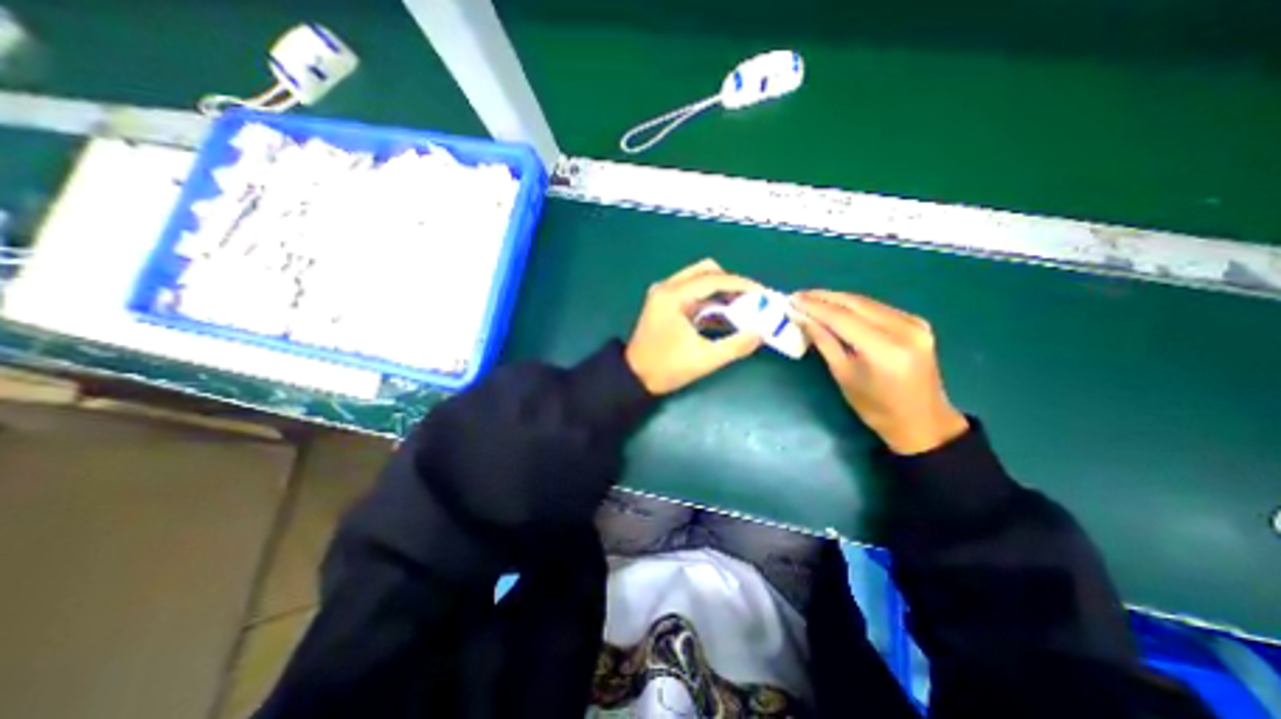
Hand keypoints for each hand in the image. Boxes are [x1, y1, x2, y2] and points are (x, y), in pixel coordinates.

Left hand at [630, 258, 764, 392]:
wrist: (634, 377)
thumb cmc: (666, 368)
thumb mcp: (704, 359)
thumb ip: (736, 345)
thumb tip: (761, 333)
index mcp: (673, 296)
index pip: (713, 279)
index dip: (741, 284)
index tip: (762, 293)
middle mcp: (667, 287)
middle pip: (706, 271)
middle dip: (731, 283)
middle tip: (750, 300)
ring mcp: (663, 294)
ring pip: (698, 280)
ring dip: (720, 291)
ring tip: (741, 308)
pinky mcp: (663, 303)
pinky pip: (691, 292)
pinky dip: (708, 299)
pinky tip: (723, 315)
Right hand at [798, 290, 965, 455]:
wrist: (922, 420)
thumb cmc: (876, 407)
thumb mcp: (843, 375)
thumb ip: (823, 341)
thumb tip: (802, 318)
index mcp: (885, 349)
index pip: (842, 318)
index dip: (814, 307)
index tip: (791, 300)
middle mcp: (904, 329)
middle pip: (855, 304)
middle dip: (823, 298)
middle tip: (798, 296)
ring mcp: (914, 323)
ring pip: (866, 302)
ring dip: (836, 299)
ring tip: (811, 299)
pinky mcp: (916, 323)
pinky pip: (877, 308)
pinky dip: (853, 306)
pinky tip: (836, 307)